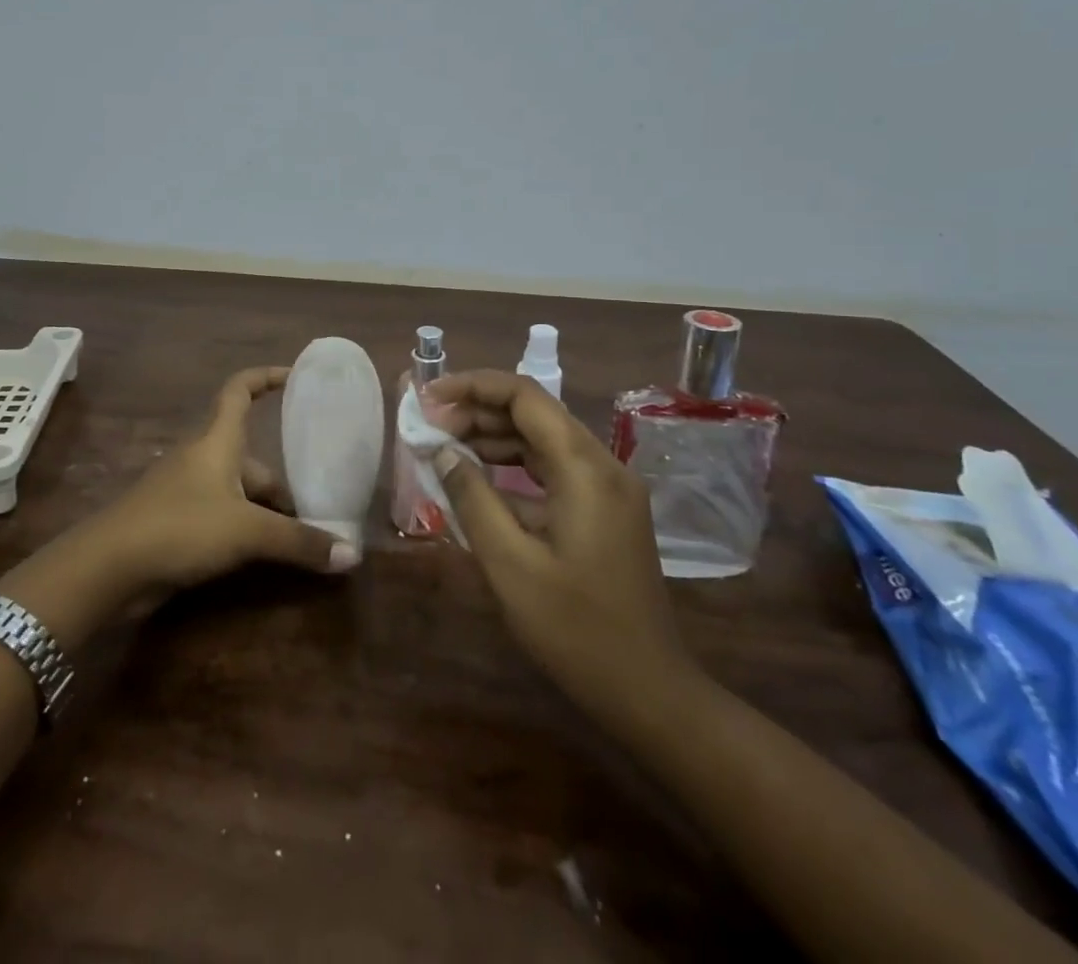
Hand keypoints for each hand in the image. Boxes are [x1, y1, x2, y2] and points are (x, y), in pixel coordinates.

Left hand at [95, 366, 361, 598]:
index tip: (296, 377)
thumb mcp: (247, 531)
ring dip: (266, 510)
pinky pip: (222, 515)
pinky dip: (245, 528)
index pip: (240, 390)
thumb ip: (298, 542)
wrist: (109, 566)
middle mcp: (202, 458)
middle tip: (319, 507)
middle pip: (251, 456)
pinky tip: (264, 555)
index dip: (266, 377)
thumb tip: (351, 555)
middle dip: (283, 481)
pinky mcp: (176, 522)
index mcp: (217, 441)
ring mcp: (186, 490)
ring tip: (301, 537)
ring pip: (238, 490)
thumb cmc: (181, 526)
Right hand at [425, 370, 698, 730]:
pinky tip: (478, 480)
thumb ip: (472, 497)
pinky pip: (552, 469)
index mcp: (585, 469)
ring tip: (444, 447)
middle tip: (428, 426)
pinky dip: (513, 466)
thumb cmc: (576, 630)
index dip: (472, 386)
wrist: (649, 692)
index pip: (524, 396)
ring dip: (492, 437)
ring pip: (542, 439)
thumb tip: (441, 451)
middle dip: (477, 411)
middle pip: (533, 413)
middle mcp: (602, 465)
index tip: (428, 396)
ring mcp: (608, 488)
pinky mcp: (605, 509)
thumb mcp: (510, 563)